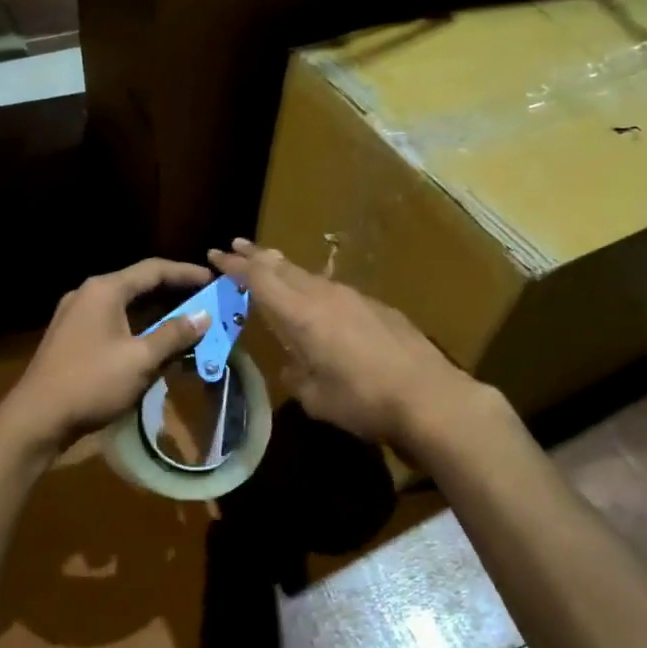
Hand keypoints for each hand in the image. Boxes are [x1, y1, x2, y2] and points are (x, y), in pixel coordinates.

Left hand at [0, 258, 213, 453]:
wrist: (37, 418)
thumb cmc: (92, 382)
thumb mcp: (140, 359)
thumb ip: (174, 334)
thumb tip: (204, 315)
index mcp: (105, 290)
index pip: (153, 270)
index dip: (187, 273)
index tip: (214, 280)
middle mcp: (88, 294)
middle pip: (139, 286)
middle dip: (174, 295)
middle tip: (206, 303)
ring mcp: (76, 316)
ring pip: (126, 307)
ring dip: (157, 316)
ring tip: (187, 325)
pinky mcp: (71, 338)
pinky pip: (113, 324)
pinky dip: (138, 329)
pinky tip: (155, 346)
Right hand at [208, 238, 485, 447]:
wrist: (430, 397)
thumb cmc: (363, 401)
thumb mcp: (315, 397)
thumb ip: (297, 374)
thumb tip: (296, 364)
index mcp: (301, 316)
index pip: (259, 280)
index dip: (235, 266)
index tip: (216, 254)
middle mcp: (325, 297)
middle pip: (283, 267)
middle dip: (257, 256)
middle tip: (237, 247)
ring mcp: (356, 299)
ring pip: (311, 277)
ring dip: (287, 272)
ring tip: (273, 270)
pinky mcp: (380, 308)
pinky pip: (336, 292)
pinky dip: (317, 291)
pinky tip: (321, 304)